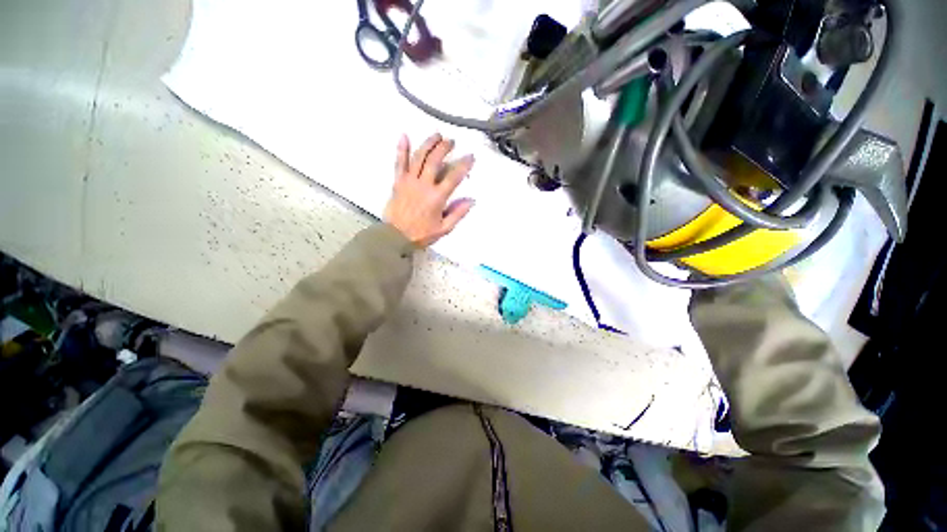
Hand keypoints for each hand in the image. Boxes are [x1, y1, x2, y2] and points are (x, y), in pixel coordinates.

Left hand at [384, 133, 475, 247]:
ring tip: (436, 135)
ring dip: (428, 144)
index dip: (464, 165)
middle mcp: (423, 185)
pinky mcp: (398, 181)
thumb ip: (458, 213)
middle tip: (451, 141)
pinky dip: (402, 149)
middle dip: (445, 148)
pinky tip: (404, 136)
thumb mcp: (444, 228)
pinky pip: (399, 162)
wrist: (395, 236)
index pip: (453, 177)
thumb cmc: (421, 234)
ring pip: (419, 157)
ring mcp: (409, 181)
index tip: (470, 156)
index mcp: (437, 197)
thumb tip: (471, 200)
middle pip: (435, 160)